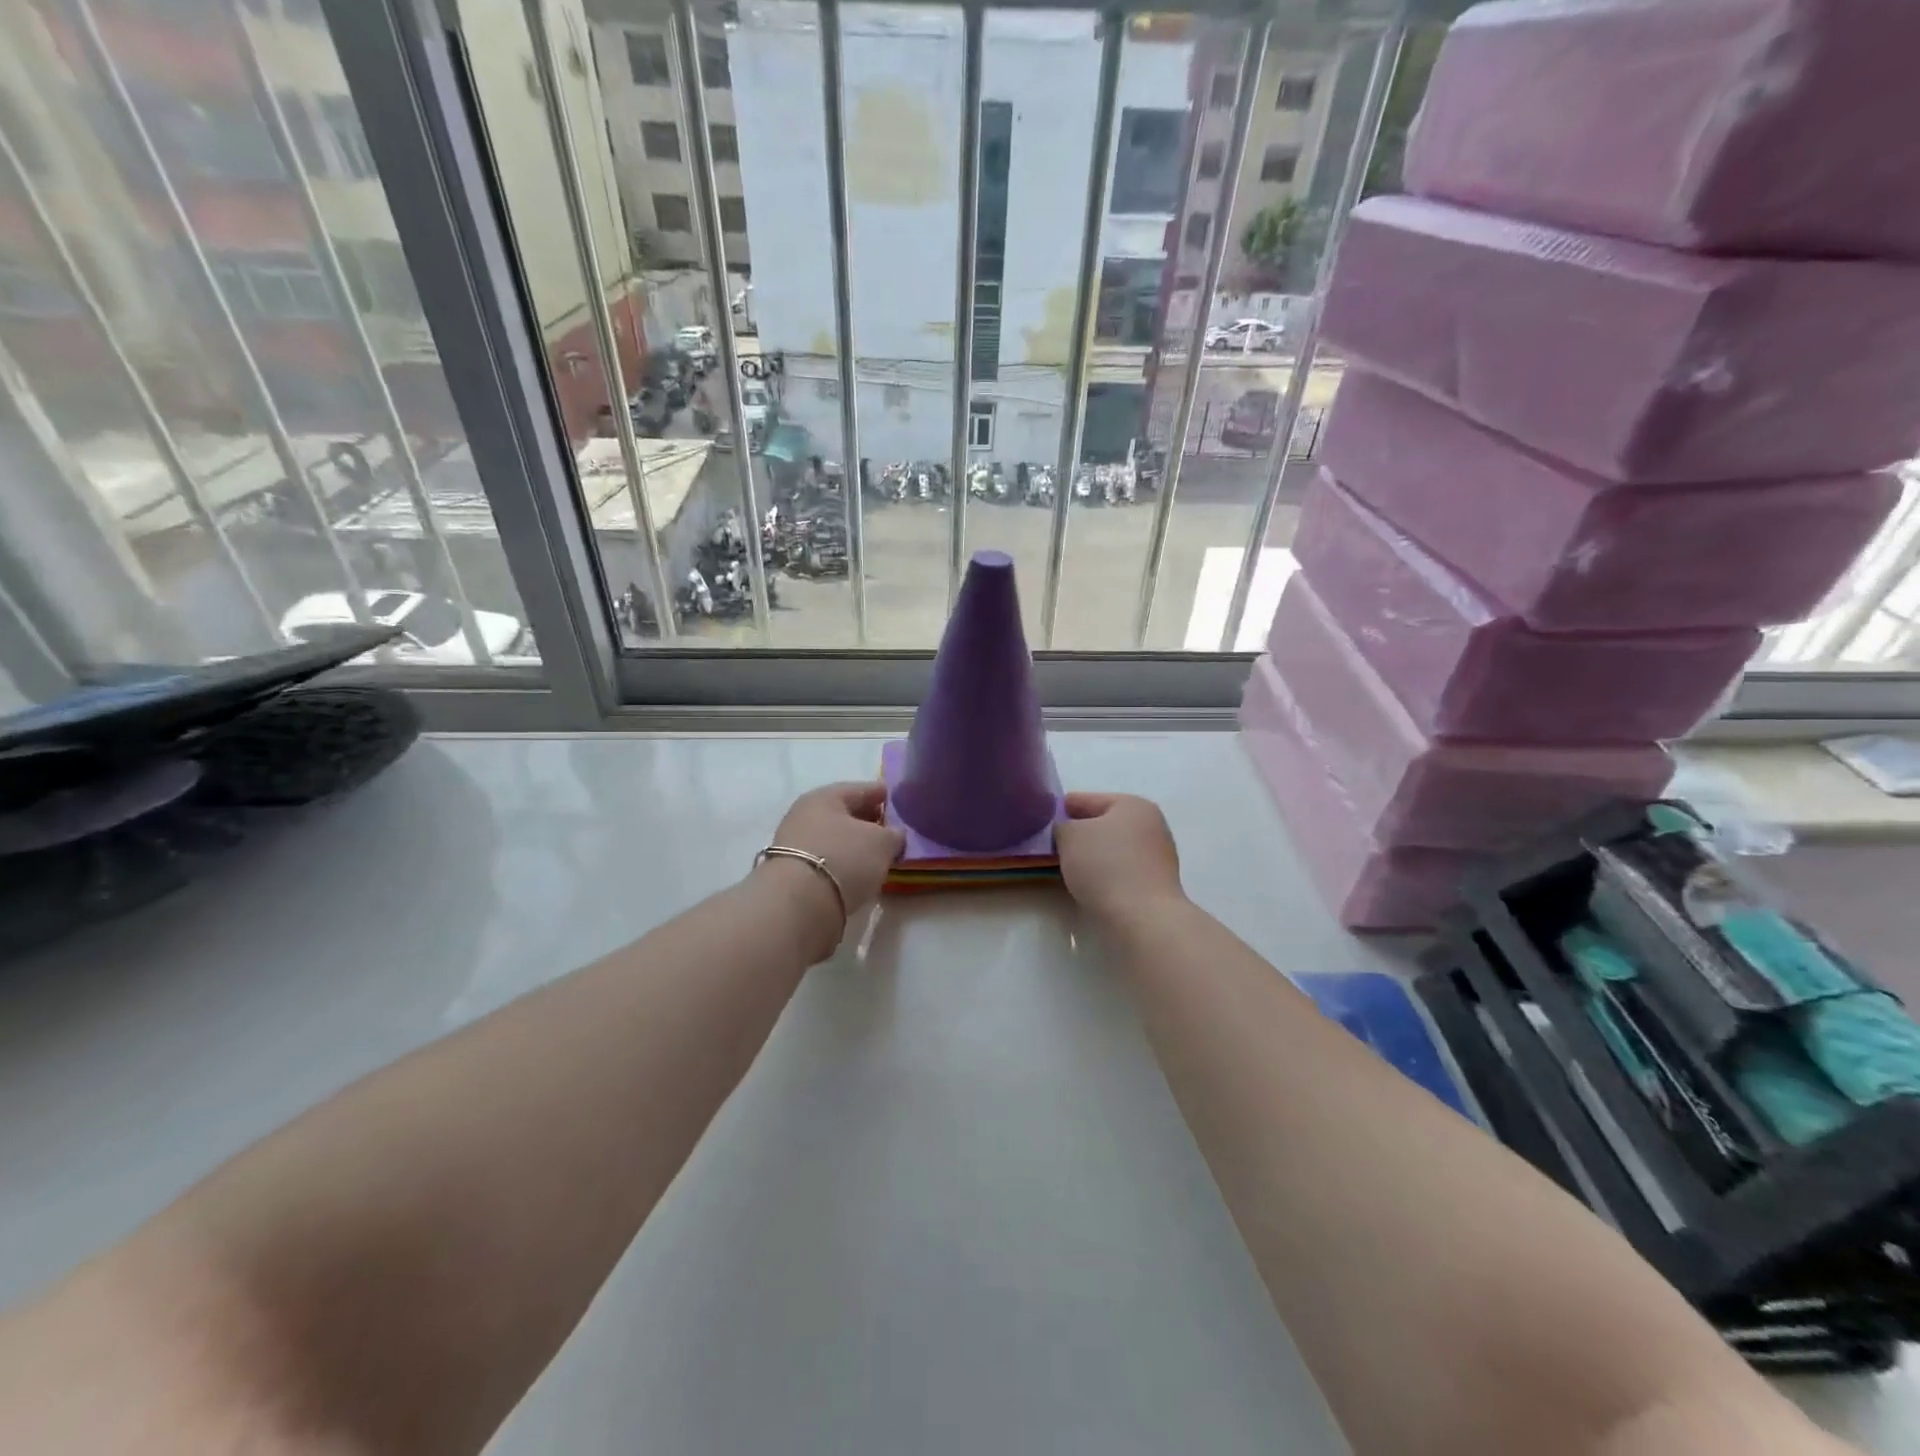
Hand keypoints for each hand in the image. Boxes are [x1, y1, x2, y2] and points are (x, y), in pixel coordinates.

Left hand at [756, 783, 904, 951]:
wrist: (799, 904)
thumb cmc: (844, 858)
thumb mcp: (882, 842)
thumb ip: (894, 834)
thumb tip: (894, 836)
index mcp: (825, 796)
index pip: (862, 789)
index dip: (885, 795)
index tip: (903, 804)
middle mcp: (805, 814)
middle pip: (845, 813)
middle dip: (870, 821)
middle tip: (893, 832)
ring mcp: (795, 844)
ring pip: (835, 838)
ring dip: (855, 845)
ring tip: (878, 857)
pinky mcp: (792, 872)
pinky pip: (827, 860)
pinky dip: (843, 863)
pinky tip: (857, 874)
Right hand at [1055, 792, 1185, 926]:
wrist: (1143, 918)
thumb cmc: (1105, 866)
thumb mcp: (1069, 836)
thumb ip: (1062, 826)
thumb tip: (1066, 831)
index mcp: (1133, 804)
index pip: (1085, 800)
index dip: (1060, 810)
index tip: (1042, 823)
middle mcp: (1151, 824)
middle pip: (1102, 824)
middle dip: (1078, 835)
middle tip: (1052, 848)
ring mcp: (1158, 855)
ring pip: (1112, 848)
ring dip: (1091, 856)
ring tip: (1068, 869)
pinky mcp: (1157, 883)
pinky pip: (1122, 870)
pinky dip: (1105, 874)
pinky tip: (1090, 885)